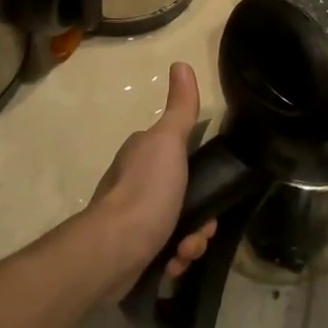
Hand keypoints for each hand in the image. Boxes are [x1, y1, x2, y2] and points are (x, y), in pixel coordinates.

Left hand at [89, 62, 216, 300]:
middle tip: (203, 229)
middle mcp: (136, 180)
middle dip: (201, 216)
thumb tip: (181, 63)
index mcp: (144, 152)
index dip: (205, 172)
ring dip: (192, 241)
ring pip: (180, 224)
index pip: (185, 154)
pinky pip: (166, 250)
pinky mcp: (133, 248)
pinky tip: (174, 264)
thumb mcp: (169, 142)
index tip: (214, 188)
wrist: (114, 250)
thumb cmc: (146, 191)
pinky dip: (175, 258)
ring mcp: (133, 216)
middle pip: (186, 194)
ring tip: (187, 251)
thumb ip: (180, 108)